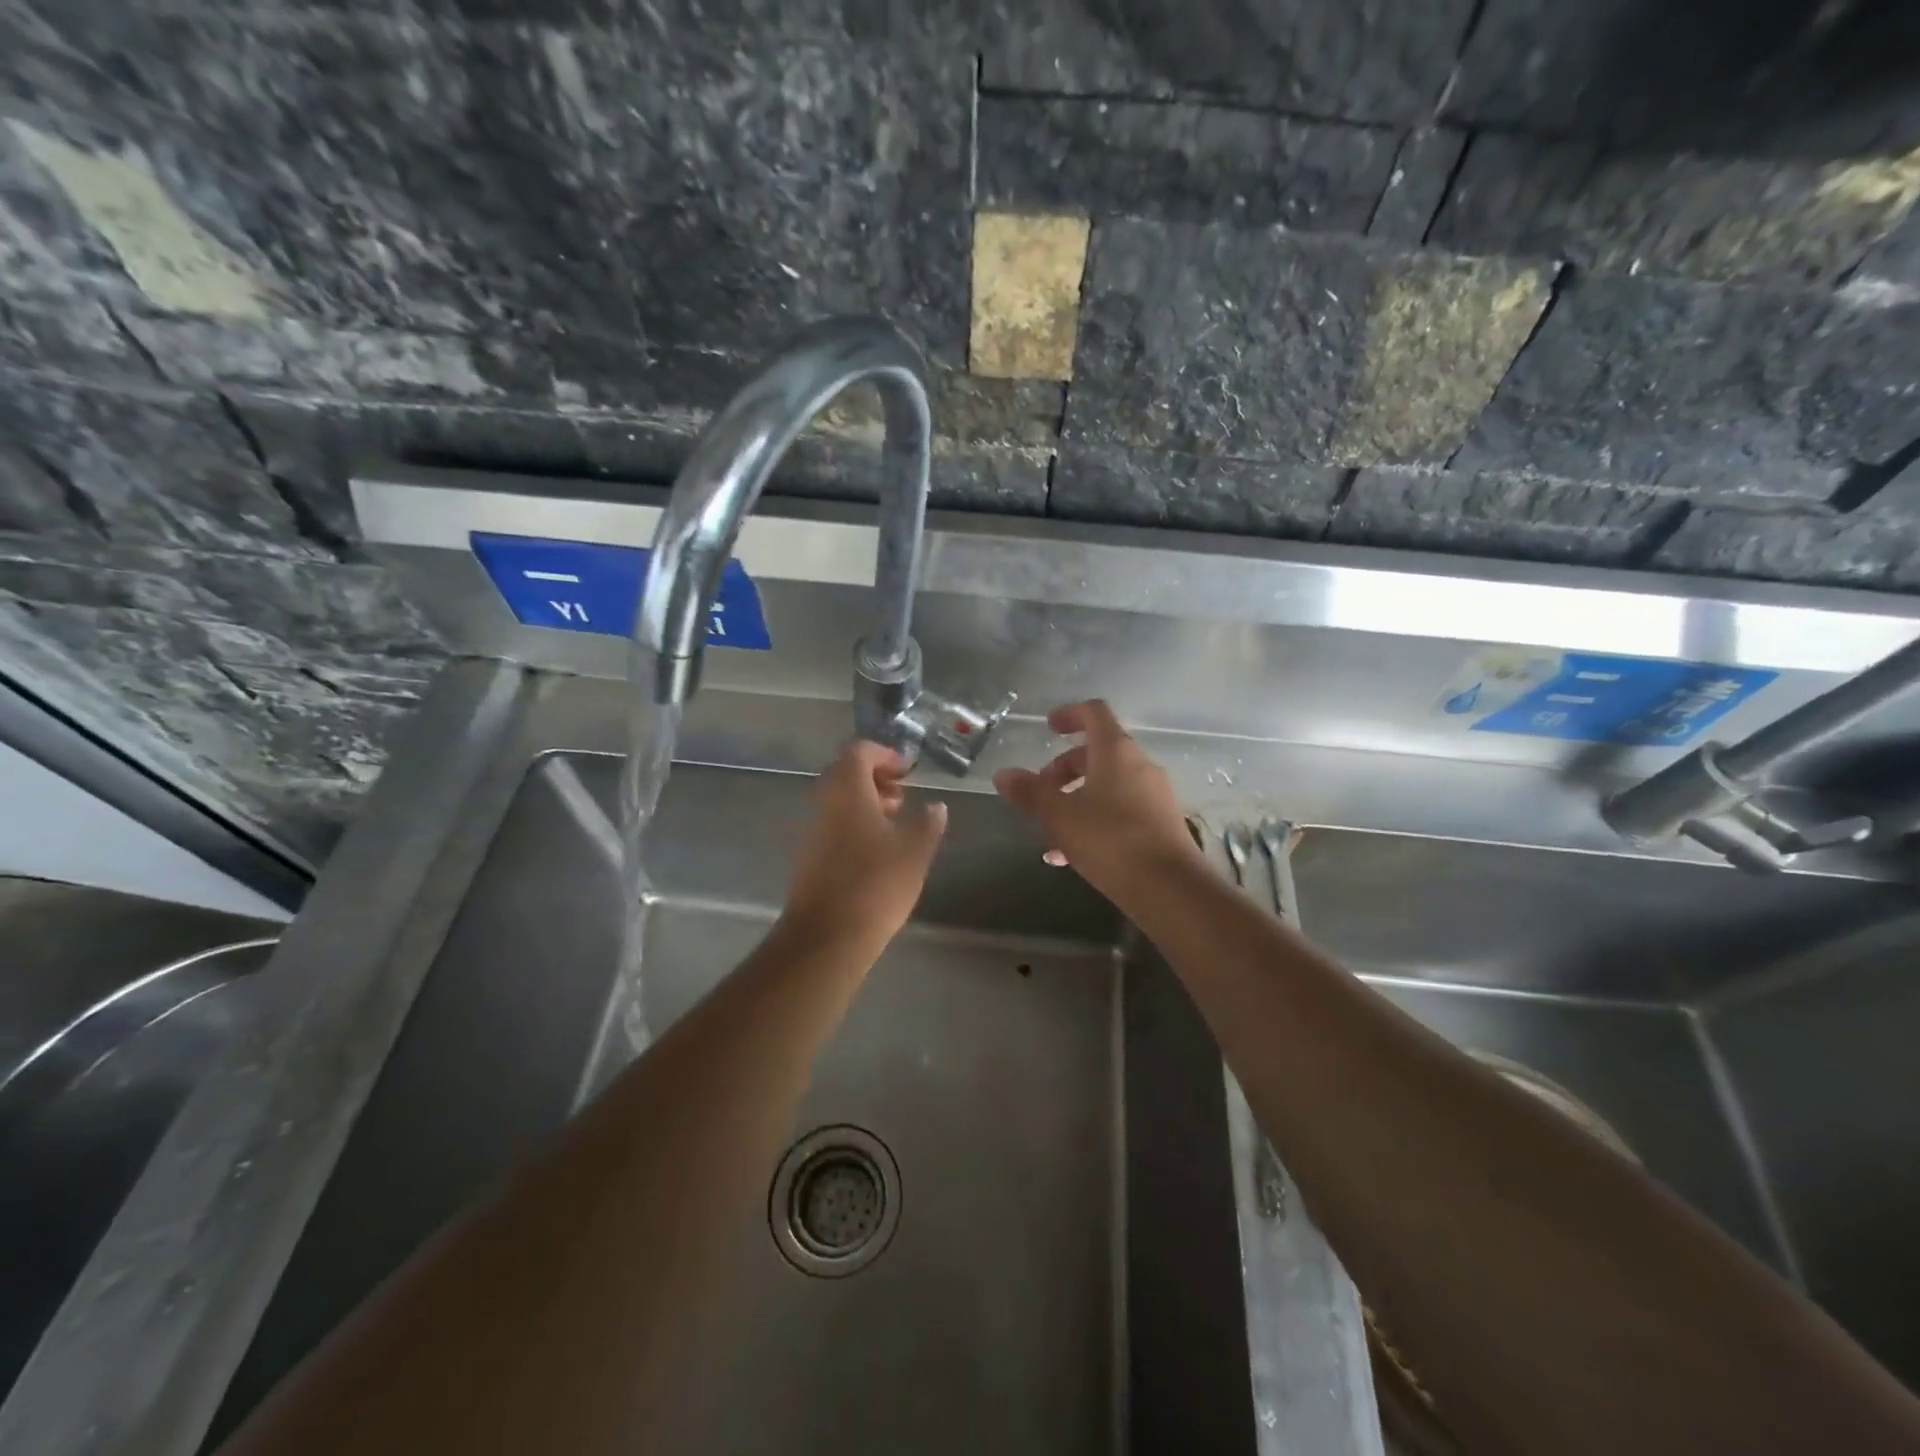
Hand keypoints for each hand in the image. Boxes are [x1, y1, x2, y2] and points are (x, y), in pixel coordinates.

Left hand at [784, 740, 947, 949]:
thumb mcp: (915, 852)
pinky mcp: (808, 856)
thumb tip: (936, 806)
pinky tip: (877, 851)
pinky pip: (832, 824)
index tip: (908, 772)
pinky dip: (854, 823)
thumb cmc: (876, 885)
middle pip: (845, 774)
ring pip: (838, 800)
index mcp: (847, 791)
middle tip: (902, 797)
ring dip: (865, 802)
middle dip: (876, 778)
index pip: (859, 751)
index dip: (885, 755)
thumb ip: (928, 823)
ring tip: (895, 824)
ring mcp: (812, 830)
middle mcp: (824, 803)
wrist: (827, 936)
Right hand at [994, 701, 1200, 902]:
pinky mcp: (1160, 824)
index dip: (1070, 714)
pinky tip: (1070, 856)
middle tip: (1040, 791)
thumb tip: (1003, 774)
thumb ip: (1030, 792)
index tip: (1048, 728)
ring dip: (1076, 800)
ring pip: (1108, 785)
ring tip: (1050, 831)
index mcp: (1116, 751)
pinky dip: (1094, 821)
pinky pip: (1121, 811)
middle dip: (1065, 769)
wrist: (1169, 888)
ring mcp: (1154, 795)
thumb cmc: (1110, 840)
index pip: (1094, 713)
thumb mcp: (1059, 816)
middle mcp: (1139, 765)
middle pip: (1098, 753)